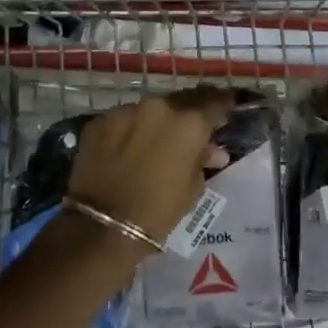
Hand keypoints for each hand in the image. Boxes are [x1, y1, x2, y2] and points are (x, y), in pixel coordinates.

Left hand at [67, 88, 235, 245]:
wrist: (102, 226)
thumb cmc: (158, 211)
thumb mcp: (193, 188)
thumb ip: (203, 160)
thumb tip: (213, 150)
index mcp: (188, 122)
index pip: (214, 101)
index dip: (224, 104)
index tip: (228, 108)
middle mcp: (159, 107)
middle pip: (181, 101)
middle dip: (190, 112)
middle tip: (193, 127)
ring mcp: (125, 111)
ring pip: (150, 110)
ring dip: (158, 122)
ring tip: (158, 141)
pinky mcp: (99, 122)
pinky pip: (123, 121)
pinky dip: (130, 131)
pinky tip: (128, 149)